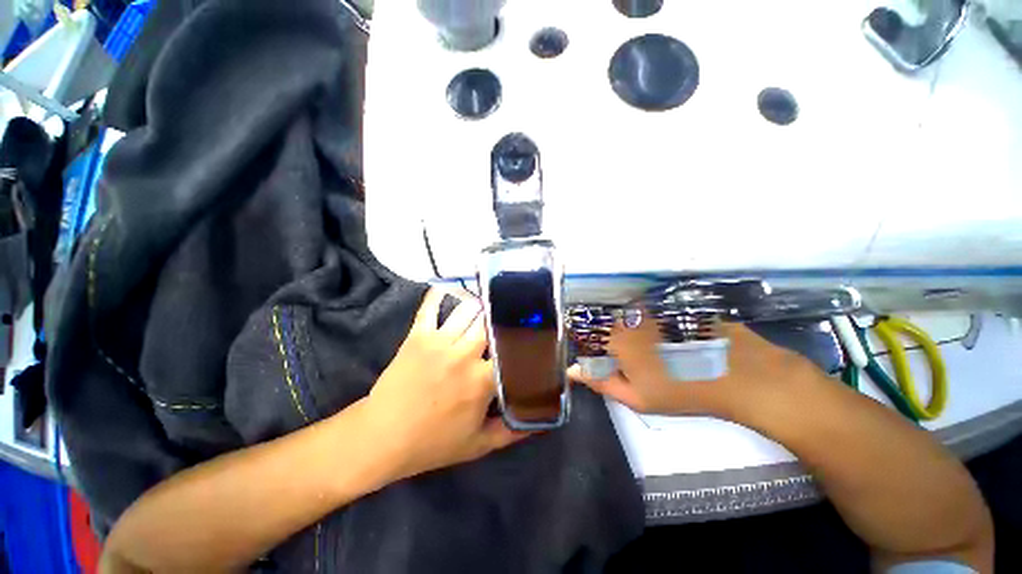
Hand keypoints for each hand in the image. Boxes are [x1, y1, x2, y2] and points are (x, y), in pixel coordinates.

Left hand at [364, 289, 529, 480]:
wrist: (381, 438)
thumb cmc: (432, 443)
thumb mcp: (478, 445)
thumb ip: (513, 432)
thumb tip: (542, 421)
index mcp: (482, 379)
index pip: (513, 350)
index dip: (526, 340)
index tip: (532, 335)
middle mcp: (464, 353)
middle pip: (491, 321)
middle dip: (503, 317)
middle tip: (511, 315)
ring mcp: (439, 340)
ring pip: (468, 309)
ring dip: (480, 305)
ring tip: (488, 304)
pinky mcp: (418, 335)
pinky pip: (431, 306)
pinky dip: (441, 294)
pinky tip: (451, 288)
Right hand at [568, 315, 821, 418]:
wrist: (743, 375)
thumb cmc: (684, 390)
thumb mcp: (637, 396)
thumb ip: (601, 381)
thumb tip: (572, 371)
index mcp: (617, 336)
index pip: (589, 334)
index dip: (594, 349)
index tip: (606, 362)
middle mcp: (631, 315)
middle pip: (611, 323)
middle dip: (615, 340)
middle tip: (635, 360)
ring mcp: (655, 307)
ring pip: (632, 317)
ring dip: (635, 332)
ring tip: (656, 352)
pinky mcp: (674, 305)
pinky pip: (653, 311)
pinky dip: (655, 324)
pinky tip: (672, 339)